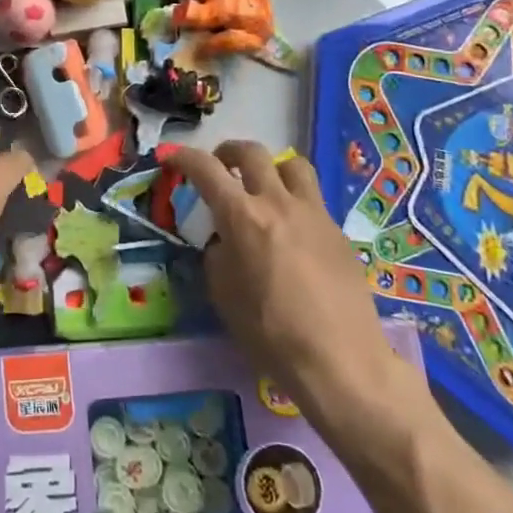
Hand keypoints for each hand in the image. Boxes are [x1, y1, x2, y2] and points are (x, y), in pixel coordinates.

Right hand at [165, 141, 439, 467]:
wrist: (340, 360)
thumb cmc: (270, 332)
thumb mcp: (224, 294)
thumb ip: (217, 254)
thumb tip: (223, 240)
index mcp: (242, 217)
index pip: (206, 169)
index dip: (184, 157)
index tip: (172, 158)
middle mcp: (278, 203)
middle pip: (252, 152)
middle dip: (228, 152)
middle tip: (220, 167)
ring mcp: (313, 214)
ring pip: (292, 165)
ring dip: (270, 167)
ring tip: (262, 187)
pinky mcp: (338, 232)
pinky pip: (312, 199)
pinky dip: (293, 201)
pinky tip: (291, 231)